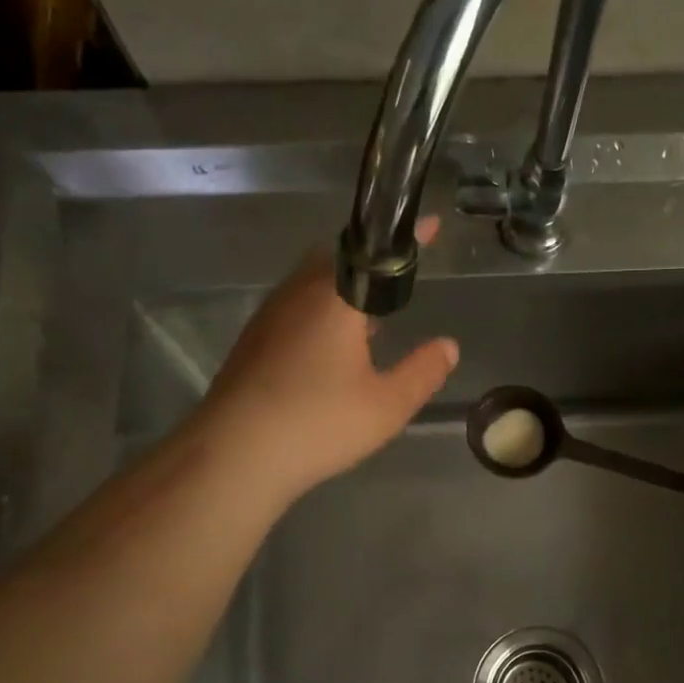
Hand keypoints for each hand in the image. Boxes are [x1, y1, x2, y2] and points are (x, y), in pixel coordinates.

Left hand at [197, 218, 458, 505]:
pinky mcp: (252, 342)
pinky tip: (331, 350)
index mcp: (334, 297)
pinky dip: (321, 314)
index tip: (432, 226)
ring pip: (312, 286)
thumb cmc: (318, 424)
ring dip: (343, 292)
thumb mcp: (387, 405)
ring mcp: (269, 317)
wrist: (234, 456)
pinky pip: (295, 310)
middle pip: (338, 260)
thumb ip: (422, 372)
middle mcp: (297, 294)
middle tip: (397, 285)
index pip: (376, 250)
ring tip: (370, 319)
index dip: (407, 238)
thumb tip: (449, 346)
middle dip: (370, 265)